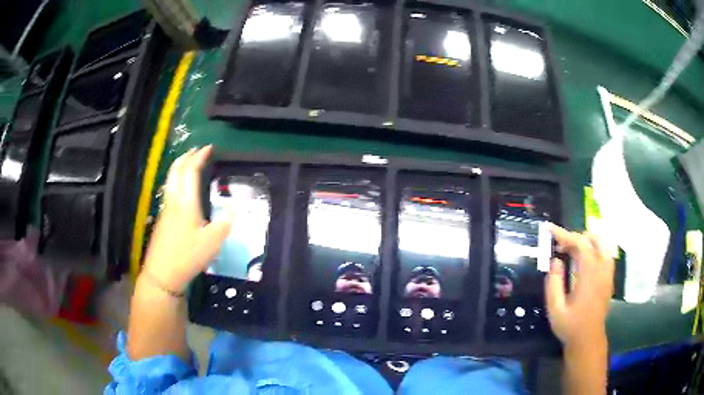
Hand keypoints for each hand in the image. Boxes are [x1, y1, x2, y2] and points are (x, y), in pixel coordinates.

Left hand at [141, 146, 232, 291]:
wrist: (162, 274)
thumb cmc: (188, 256)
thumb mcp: (213, 242)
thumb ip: (225, 222)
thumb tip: (235, 206)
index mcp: (186, 202)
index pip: (190, 171)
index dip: (199, 157)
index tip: (208, 148)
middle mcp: (173, 201)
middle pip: (175, 171)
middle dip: (185, 157)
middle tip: (195, 151)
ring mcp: (165, 210)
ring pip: (170, 181)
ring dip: (179, 168)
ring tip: (188, 166)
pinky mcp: (162, 220)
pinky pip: (169, 192)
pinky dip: (176, 182)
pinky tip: (182, 192)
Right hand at [545, 225, 614, 348]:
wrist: (588, 339)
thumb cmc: (570, 326)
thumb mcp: (555, 309)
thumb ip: (553, 284)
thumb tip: (555, 261)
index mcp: (589, 275)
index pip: (580, 244)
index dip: (564, 234)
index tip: (549, 229)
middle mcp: (602, 269)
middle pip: (592, 240)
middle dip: (574, 238)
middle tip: (559, 248)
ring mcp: (608, 272)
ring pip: (601, 243)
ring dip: (586, 242)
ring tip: (572, 251)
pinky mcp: (609, 277)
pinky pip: (605, 253)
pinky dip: (594, 249)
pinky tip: (584, 260)